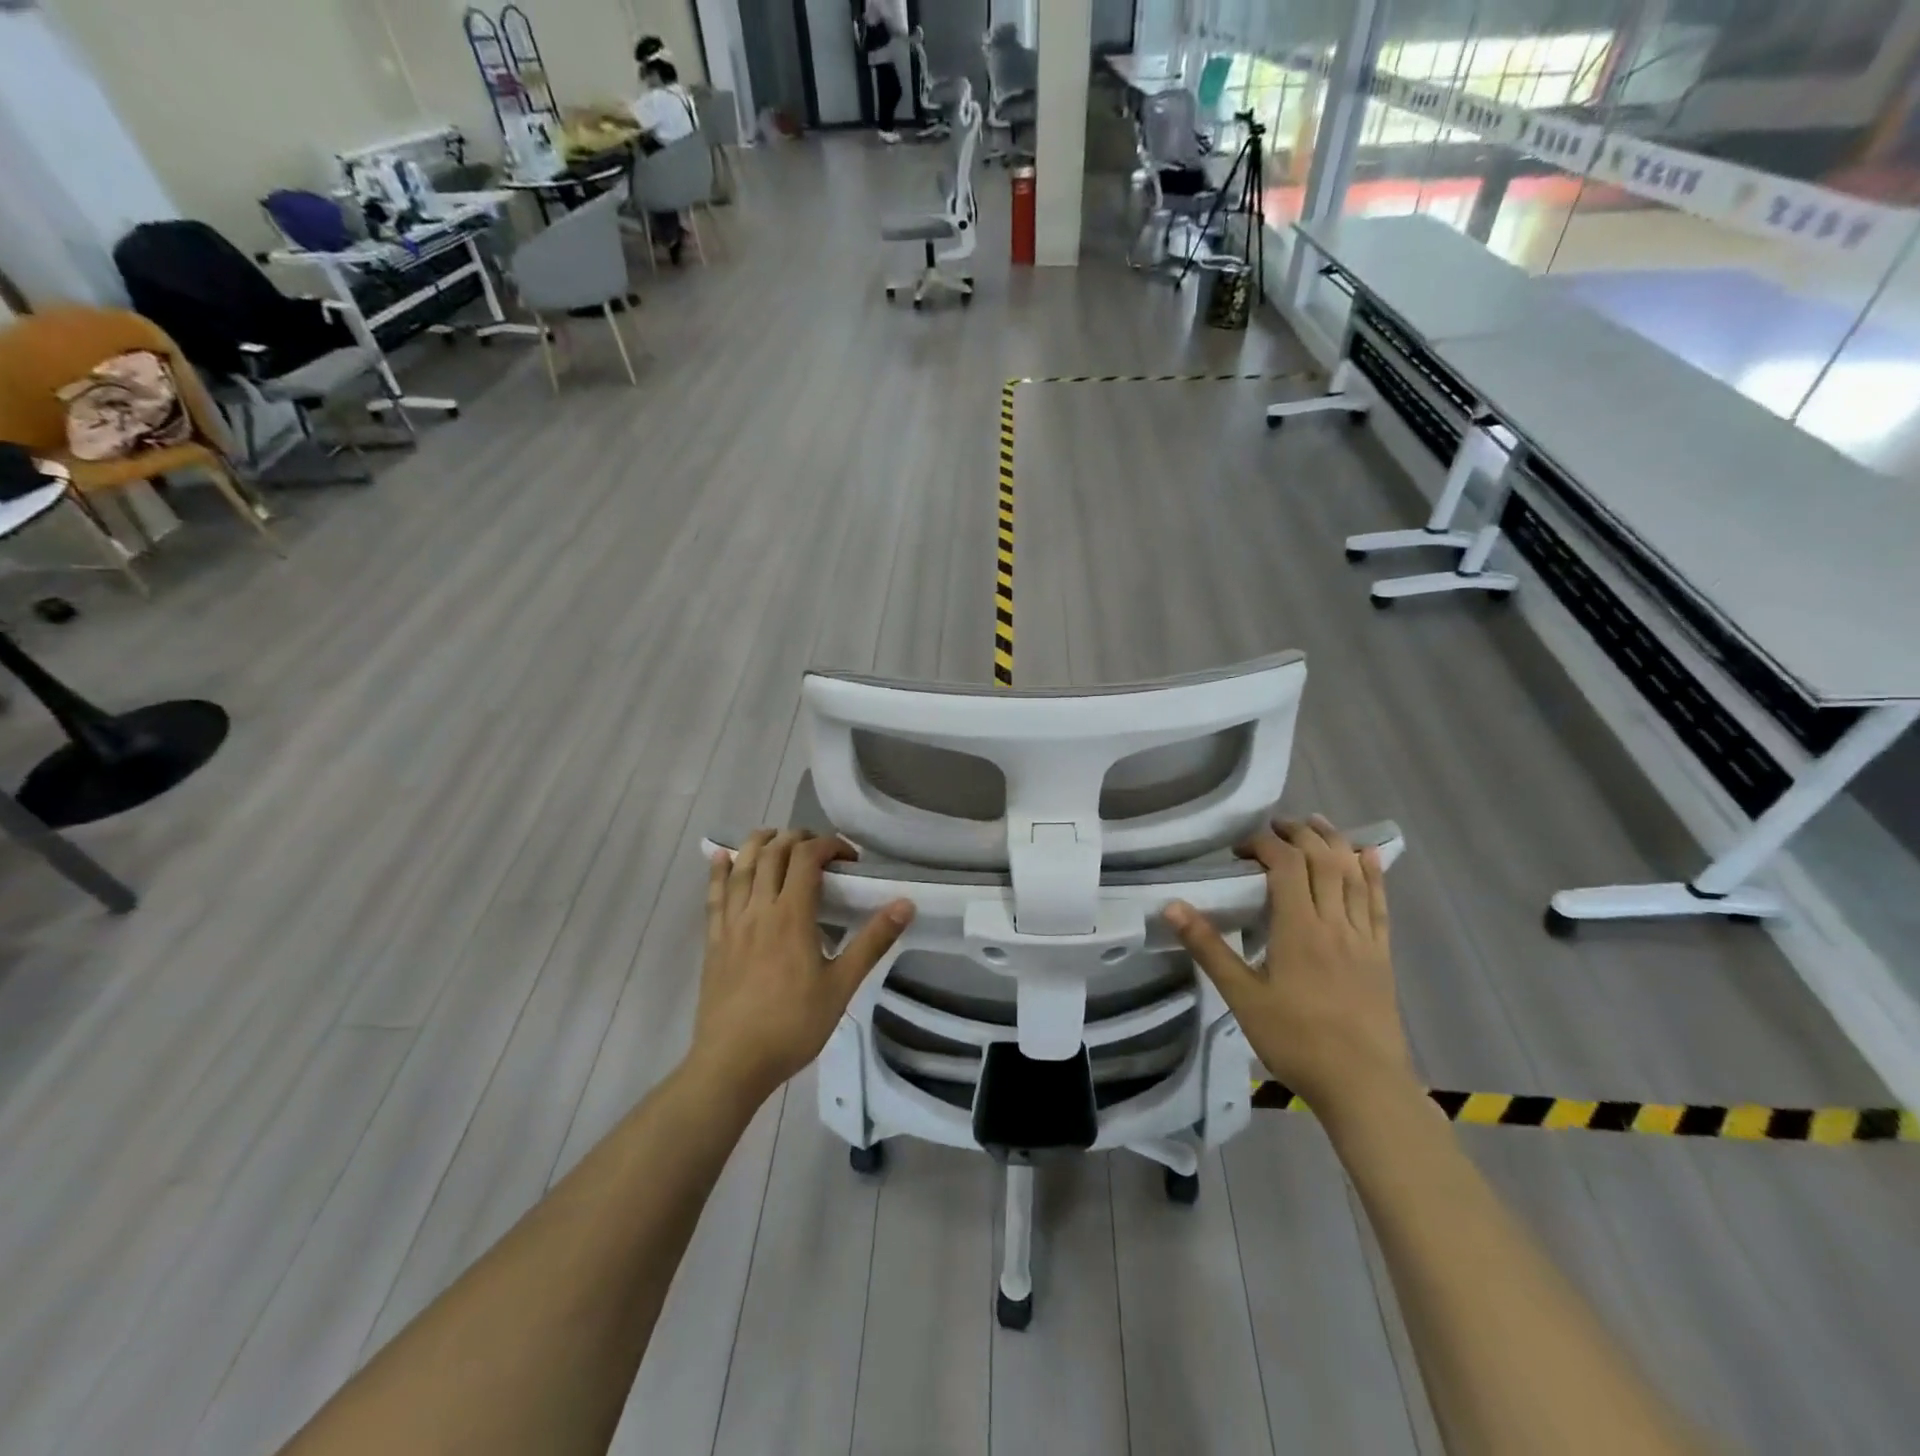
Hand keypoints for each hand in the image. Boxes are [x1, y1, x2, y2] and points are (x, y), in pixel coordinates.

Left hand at [689, 829, 914, 1102]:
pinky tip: (721, 857)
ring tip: (777, 837)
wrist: (733, 1062)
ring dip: (760, 843)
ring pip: (741, 866)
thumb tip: (905, 904)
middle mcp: (759, 909)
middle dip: (798, 838)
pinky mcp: (713, 940)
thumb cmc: (793, 1025)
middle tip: (820, 848)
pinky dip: (719, 870)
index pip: (807, 857)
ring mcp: (731, 923)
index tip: (850, 859)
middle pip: (773, 853)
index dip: (830, 845)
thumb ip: (872, 942)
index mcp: (792, 916)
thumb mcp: (842, 986)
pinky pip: (714, 894)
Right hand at [1164, 816, 1412, 1116]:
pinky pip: (1379, 904)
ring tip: (1316, 823)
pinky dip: (1373, 875)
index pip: (1286, 866)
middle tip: (1275, 826)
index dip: (1264, 845)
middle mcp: (1334, 922)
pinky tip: (1368, 857)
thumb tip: (1172, 907)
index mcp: (1299, 928)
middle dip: (1298, 835)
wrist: (1363, 1085)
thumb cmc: (1296, 1041)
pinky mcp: (1381, 955)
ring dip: (1335, 842)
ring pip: (1353, 875)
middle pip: (1322, 861)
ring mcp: (1363, 937)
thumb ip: (1209, 948)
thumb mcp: (1242, 996)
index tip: (1241, 848)